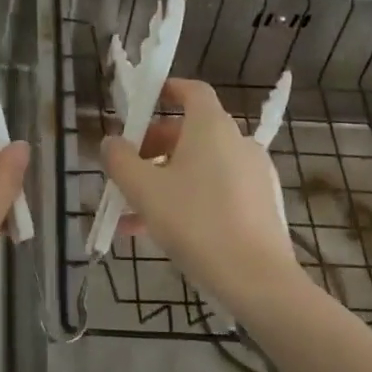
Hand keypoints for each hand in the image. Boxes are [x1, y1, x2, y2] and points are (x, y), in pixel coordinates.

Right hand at [101, 78, 302, 316]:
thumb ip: (120, 160)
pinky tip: (160, 233)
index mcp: (211, 127)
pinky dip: (188, 199)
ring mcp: (252, 174)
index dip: (167, 90)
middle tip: (127, 171)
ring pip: (199, 166)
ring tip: (133, 214)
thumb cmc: (196, 223)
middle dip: (153, 148)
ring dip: (165, 180)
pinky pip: (215, 190)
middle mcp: (236, 142)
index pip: (192, 91)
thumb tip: (111, 142)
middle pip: (190, 132)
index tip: (143, 103)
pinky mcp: (260, 205)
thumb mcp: (144, 190)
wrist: (258, 281)